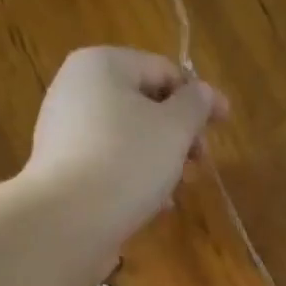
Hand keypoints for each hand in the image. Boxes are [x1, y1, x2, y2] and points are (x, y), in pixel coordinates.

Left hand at [23, 47, 227, 241]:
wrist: (68, 222)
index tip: (225, 122)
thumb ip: (195, 105)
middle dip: (177, 134)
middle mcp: (75, 90)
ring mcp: (62, 133)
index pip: (162, 70)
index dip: (199, 96)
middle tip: (200, 163)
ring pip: (125, 140)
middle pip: (142, 105)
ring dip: (158, 161)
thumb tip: (203, 93)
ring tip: (177, 191)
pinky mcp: (61, 173)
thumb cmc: (127, 163)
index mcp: (101, 64)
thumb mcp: (174, 129)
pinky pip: (106, 167)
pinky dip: (132, 180)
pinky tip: (150, 206)